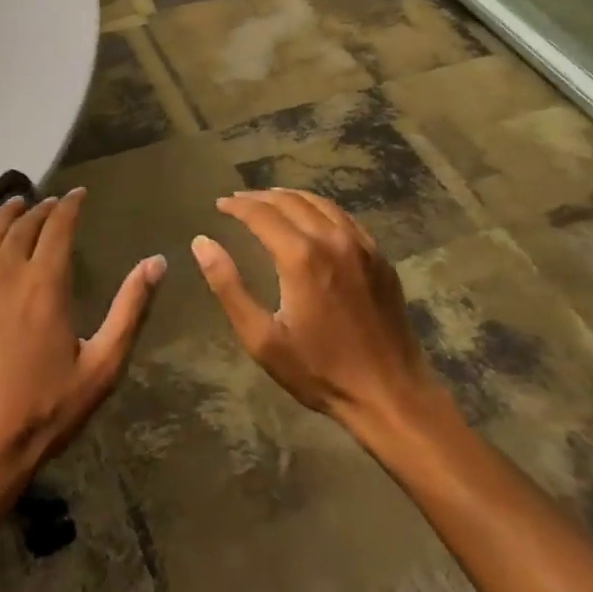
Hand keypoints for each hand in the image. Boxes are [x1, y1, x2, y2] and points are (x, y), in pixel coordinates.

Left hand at [0, 188, 164, 509]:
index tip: (80, 194)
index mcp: (45, 284)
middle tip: (54, 203)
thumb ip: (130, 310)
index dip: (70, 205)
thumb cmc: (45, 412)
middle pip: (24, 225)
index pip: (58, 226)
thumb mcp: (101, 367)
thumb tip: (157, 262)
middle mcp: (6, 275)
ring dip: (7, 215)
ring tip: (18, 204)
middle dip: (41, 208)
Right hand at [193, 189, 438, 431]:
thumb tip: (202, 243)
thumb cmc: (319, 371)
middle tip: (238, 202)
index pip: (261, 214)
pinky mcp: (379, 257)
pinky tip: (311, 218)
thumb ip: (228, 287)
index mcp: (301, 256)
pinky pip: (344, 217)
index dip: (237, 206)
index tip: (220, 205)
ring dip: (290, 197)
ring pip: (320, 203)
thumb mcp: (262, 338)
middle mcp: (332, 239)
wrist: (390, 393)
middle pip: (290, 201)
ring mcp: (361, 245)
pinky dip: (320, 209)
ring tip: (270, 202)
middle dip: (260, 198)